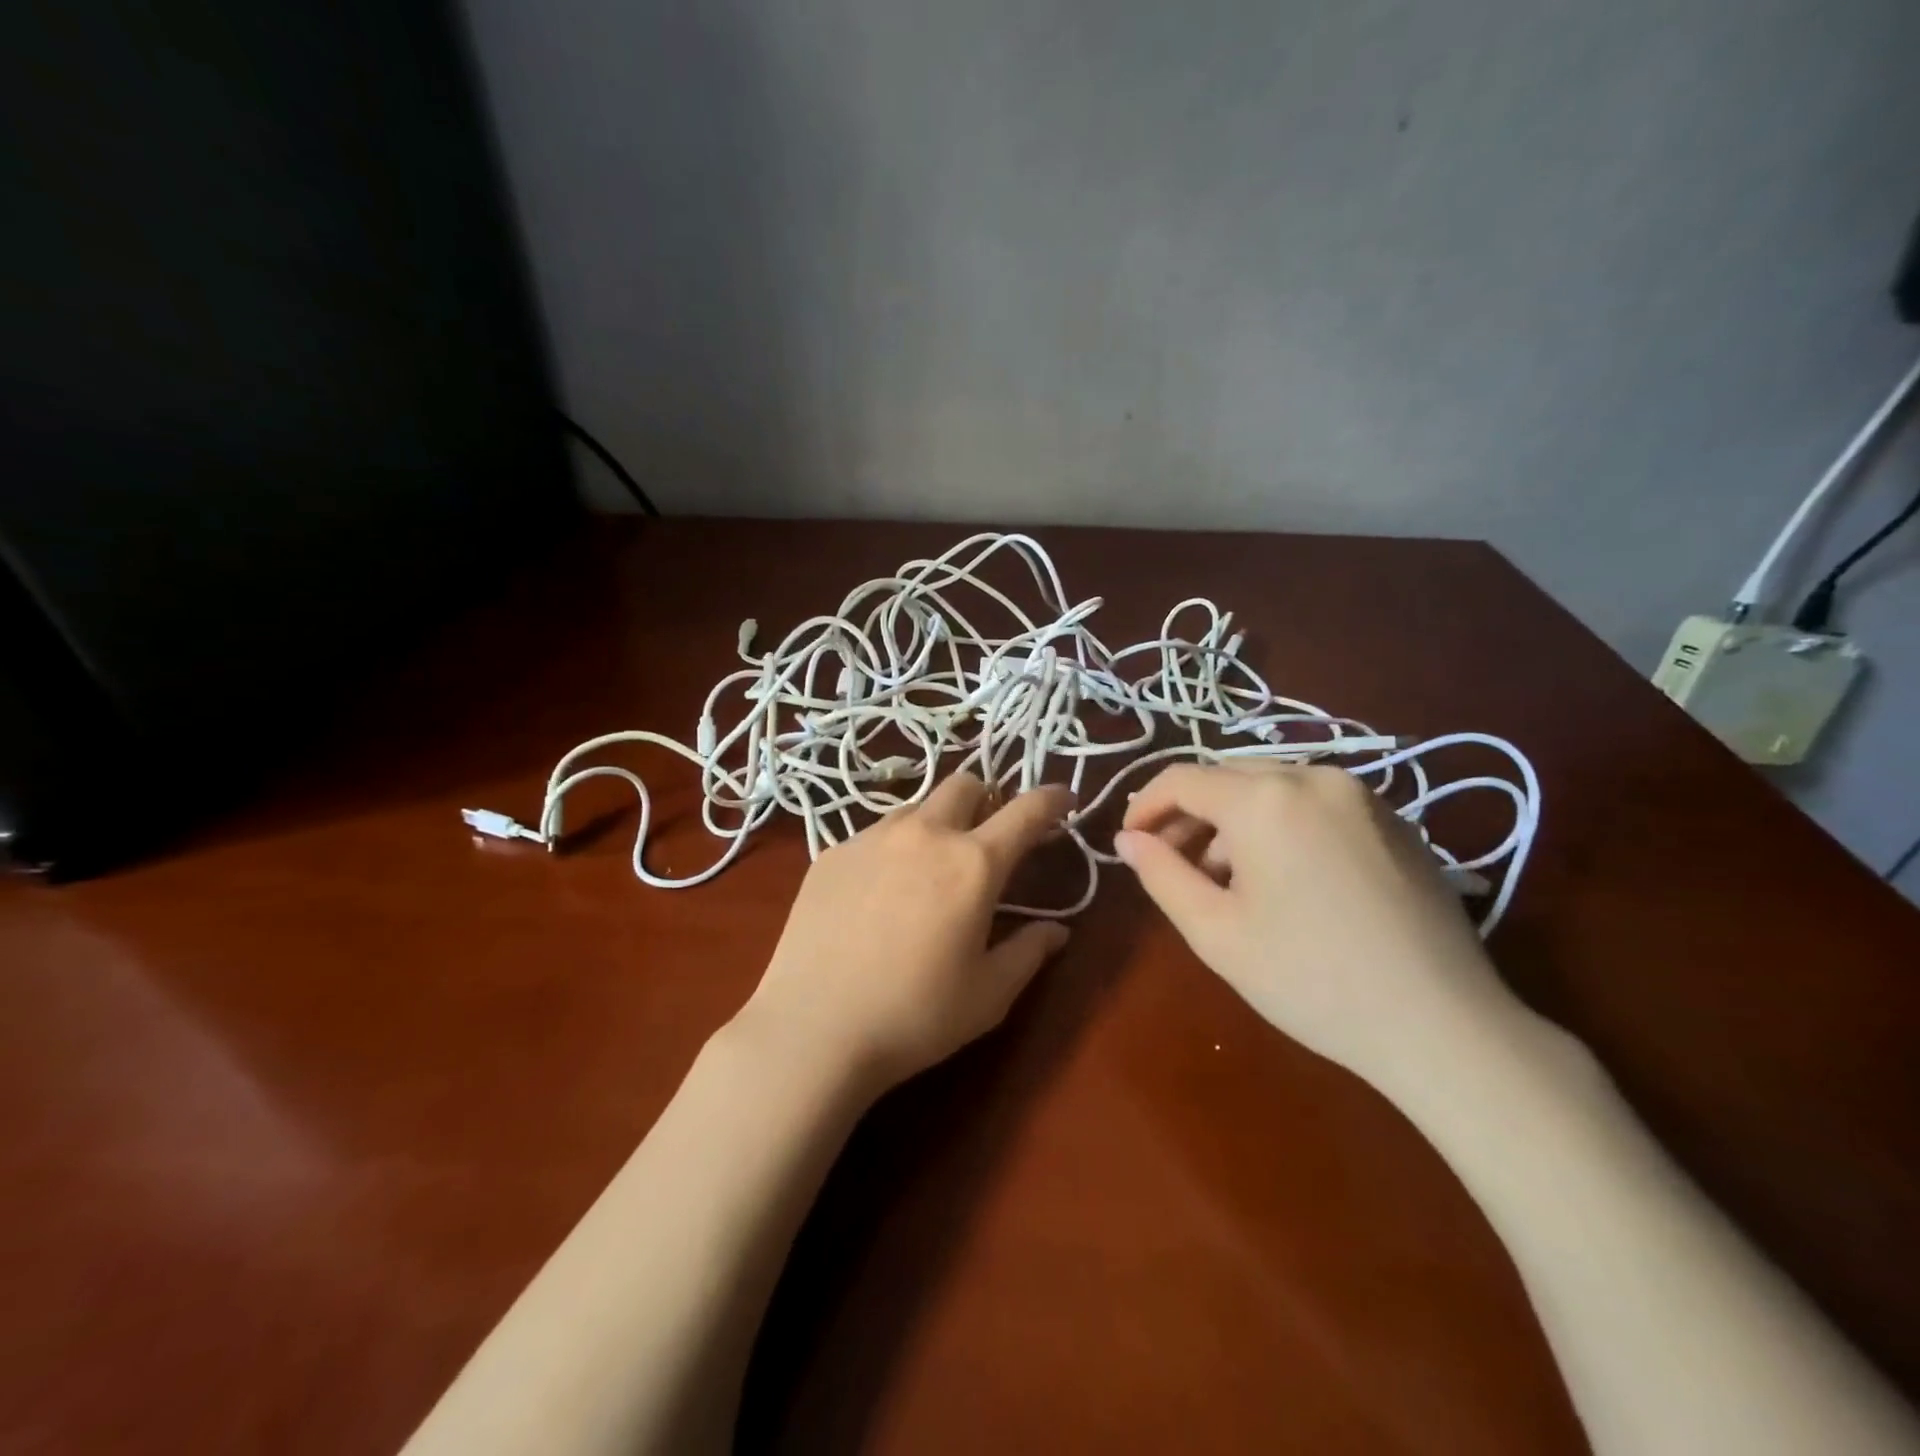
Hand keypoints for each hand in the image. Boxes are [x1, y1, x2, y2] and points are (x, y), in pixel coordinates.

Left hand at [736, 774, 1073, 1091]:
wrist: (812, 1028)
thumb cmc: (915, 1016)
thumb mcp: (988, 995)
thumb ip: (1029, 953)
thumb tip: (1057, 931)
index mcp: (972, 864)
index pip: (1025, 812)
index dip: (1051, 798)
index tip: (1063, 797)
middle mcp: (924, 834)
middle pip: (964, 785)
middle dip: (986, 799)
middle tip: (988, 836)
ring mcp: (871, 838)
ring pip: (916, 807)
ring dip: (936, 823)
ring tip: (929, 867)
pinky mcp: (831, 853)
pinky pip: (873, 834)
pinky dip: (892, 849)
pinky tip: (879, 893)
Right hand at [1114, 763, 1523, 1088]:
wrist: (1442, 1024)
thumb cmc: (1310, 979)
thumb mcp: (1215, 932)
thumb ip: (1161, 874)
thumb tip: (1128, 839)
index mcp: (1265, 799)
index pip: (1183, 779)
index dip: (1146, 806)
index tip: (1130, 843)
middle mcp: (1313, 777)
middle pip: (1228, 776)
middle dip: (1189, 814)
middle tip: (1172, 862)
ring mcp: (1361, 795)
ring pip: (1271, 787)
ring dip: (1233, 821)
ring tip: (1226, 879)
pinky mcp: (1393, 819)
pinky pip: (1313, 803)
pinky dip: (1279, 824)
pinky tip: (1284, 878)